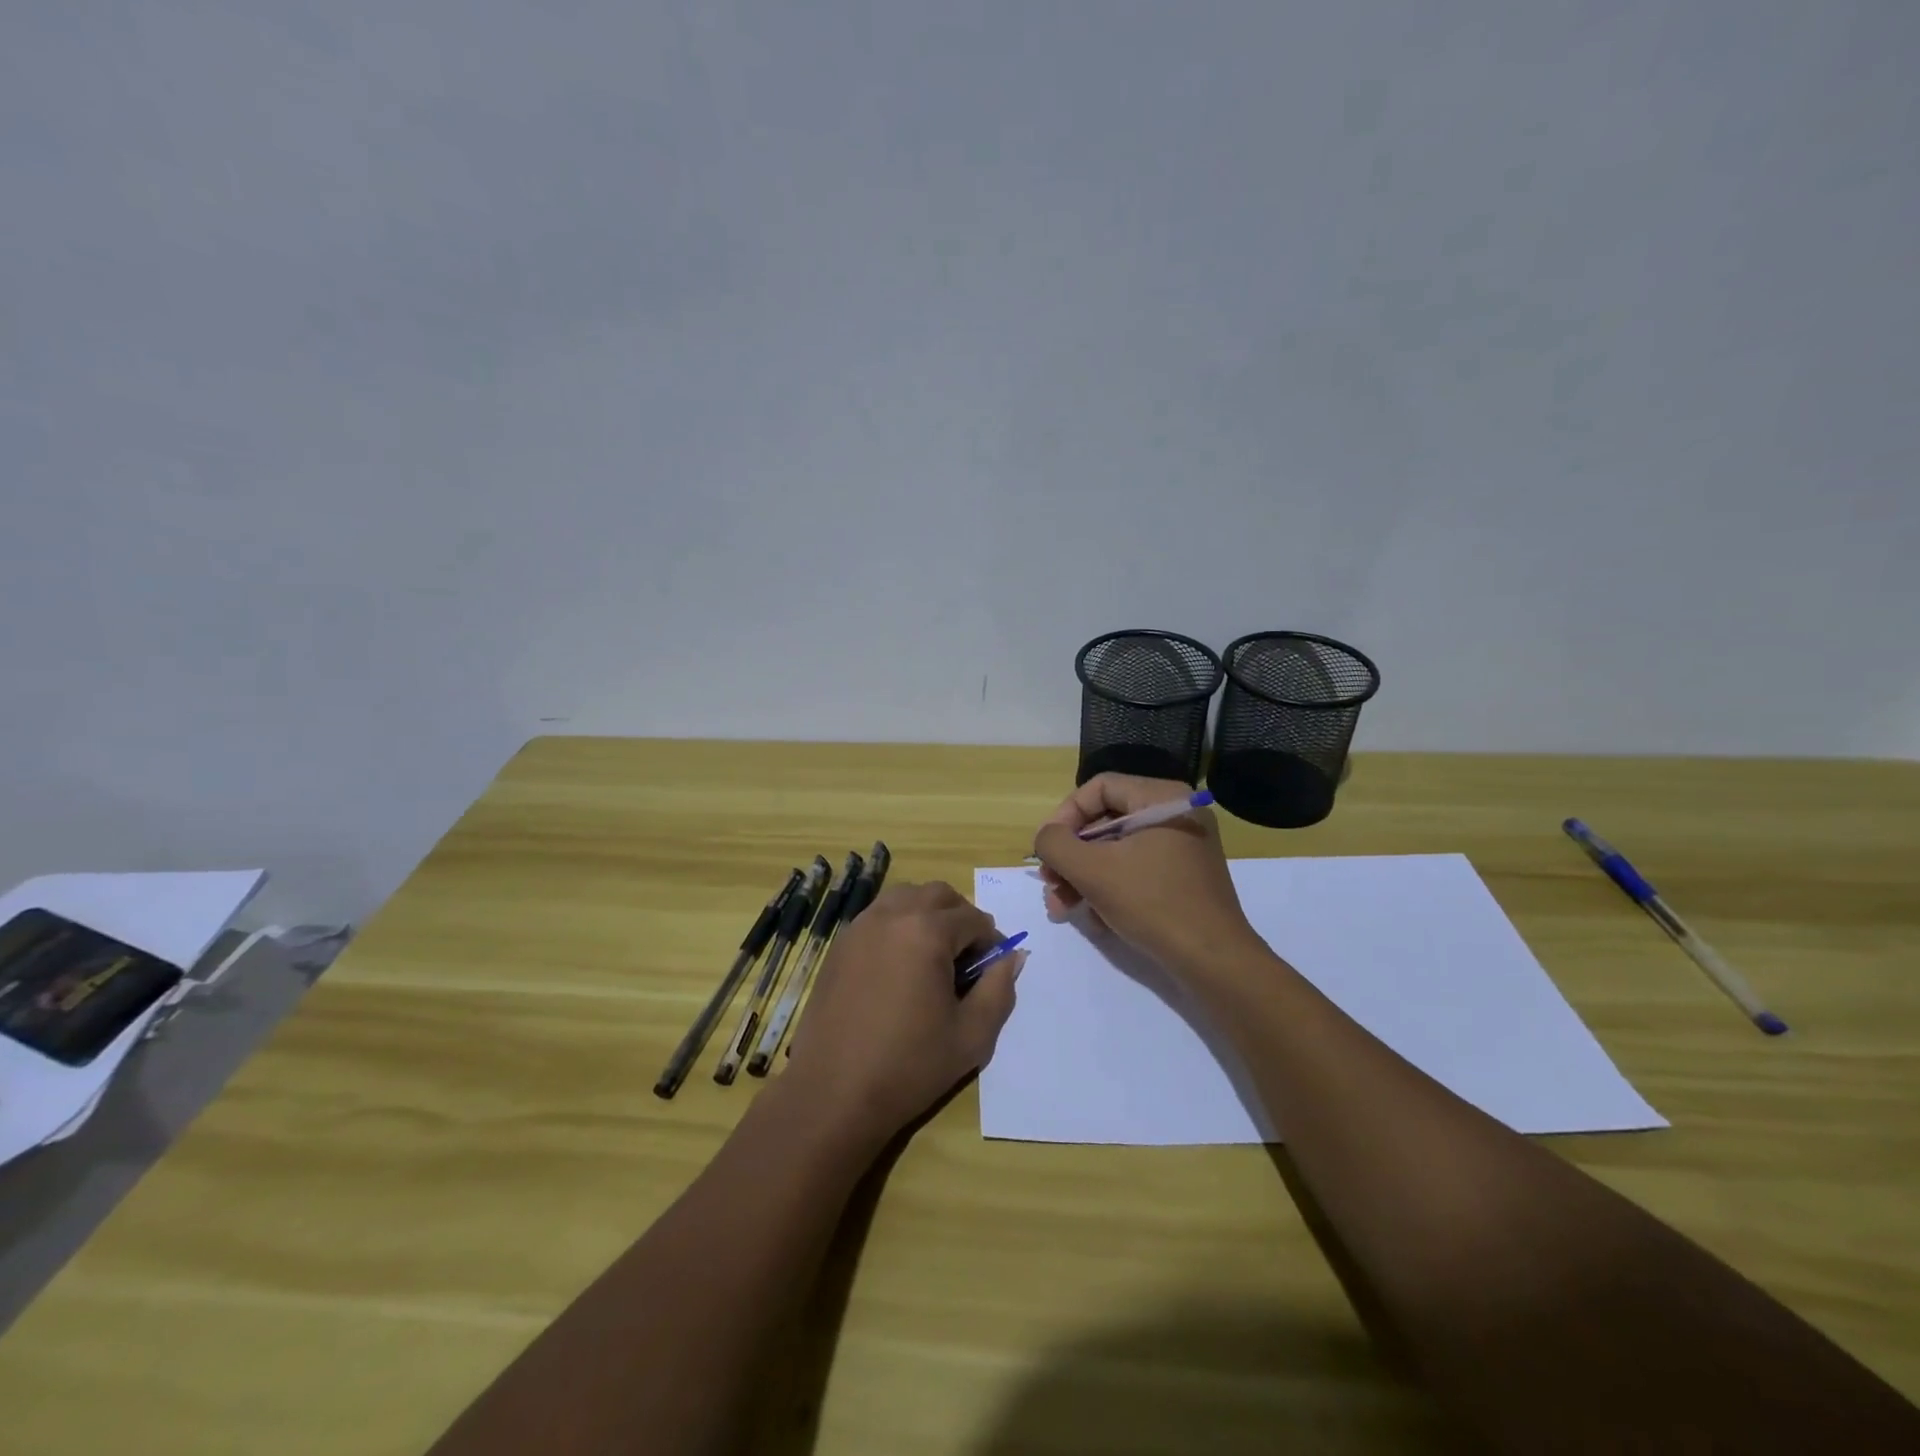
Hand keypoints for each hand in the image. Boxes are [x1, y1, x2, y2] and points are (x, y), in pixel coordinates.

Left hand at [784, 881, 1020, 1144]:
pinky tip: (900, 967)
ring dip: (928, 914)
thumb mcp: (972, 1036)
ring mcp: (861, 926)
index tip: (991, 973)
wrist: (833, 1093)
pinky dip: (899, 924)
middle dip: (961, 918)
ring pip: (906, 897)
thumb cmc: (909, 1066)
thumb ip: (999, 990)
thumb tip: (1012, 957)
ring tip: (933, 958)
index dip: (991, 943)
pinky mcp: (841, 944)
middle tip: (967, 960)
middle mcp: (892, 915)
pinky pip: (878, 915)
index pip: (974, 919)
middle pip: (939, 895)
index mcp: (927, 932)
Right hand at [1032, 773, 1263, 975]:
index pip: (1098, 788)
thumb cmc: (1152, 903)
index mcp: (1161, 798)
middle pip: (1105, 821)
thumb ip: (1056, 844)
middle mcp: (1175, 814)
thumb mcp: (1092, 870)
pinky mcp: (1183, 878)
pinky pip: (1136, 871)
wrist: (1213, 961)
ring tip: (1061, 909)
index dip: (1064, 815)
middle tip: (1050, 885)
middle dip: (1071, 856)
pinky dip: (1110, 889)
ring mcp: (1183, 847)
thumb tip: (1046, 837)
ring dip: (1083, 877)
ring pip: (1117, 850)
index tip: (1047, 850)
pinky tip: (1095, 920)